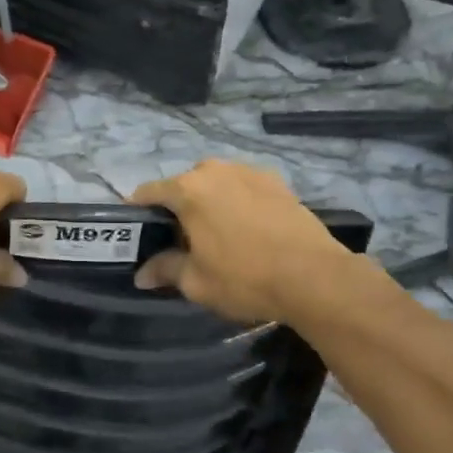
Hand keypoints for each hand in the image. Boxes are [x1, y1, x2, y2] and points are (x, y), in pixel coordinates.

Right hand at [131, 160, 355, 323]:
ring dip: (209, 203)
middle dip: (177, 209)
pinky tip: (247, 229)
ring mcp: (249, 171)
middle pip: (183, 186)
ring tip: (216, 235)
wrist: (315, 277)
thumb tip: (142, 274)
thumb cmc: (245, 278)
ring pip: (216, 184)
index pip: (148, 192)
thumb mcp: (197, 282)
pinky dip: (237, 203)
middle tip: (180, 241)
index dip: (137, 213)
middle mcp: (215, 170)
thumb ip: (165, 270)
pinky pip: (243, 188)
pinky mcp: (277, 181)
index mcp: (188, 189)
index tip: (136, 233)